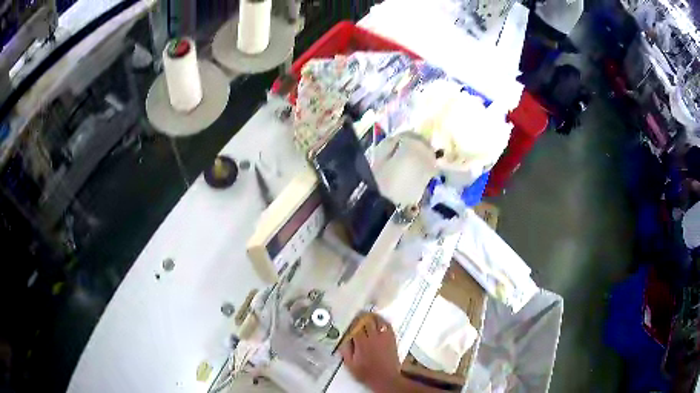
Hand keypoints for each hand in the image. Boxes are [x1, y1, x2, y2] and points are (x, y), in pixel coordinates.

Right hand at [339, 314, 400, 392]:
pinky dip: (383, 321)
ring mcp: (384, 337)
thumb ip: (345, 350)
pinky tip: (379, 321)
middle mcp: (373, 337)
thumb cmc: (366, 373)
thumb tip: (343, 339)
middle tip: (358, 316)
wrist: (384, 378)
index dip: (352, 322)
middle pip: (367, 320)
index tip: (349, 321)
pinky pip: (388, 325)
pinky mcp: (392, 339)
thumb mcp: (350, 364)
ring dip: (372, 317)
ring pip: (378, 320)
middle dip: (362, 317)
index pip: (356, 326)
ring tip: (368, 316)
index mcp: (362, 343)